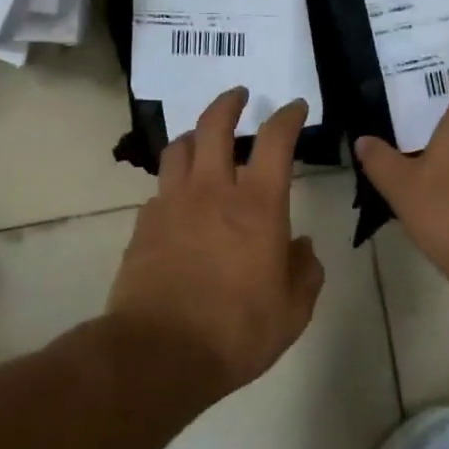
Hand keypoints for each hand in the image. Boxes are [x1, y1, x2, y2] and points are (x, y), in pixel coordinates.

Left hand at [107, 89, 325, 400]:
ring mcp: (172, 204)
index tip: (294, 106)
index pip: (275, 141)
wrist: (160, 353)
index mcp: (257, 206)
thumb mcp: (292, 310)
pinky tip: (180, 200)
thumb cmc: (237, 331)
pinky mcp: (144, 224)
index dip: (287, 117)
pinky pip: (160, 188)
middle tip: (238, 95)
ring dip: (195, 135)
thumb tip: (302, 246)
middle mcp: (212, 191)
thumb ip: (304, 271)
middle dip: (229, 102)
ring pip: (179, 148)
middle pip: (215, 125)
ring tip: (204, 138)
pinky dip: (174, 182)